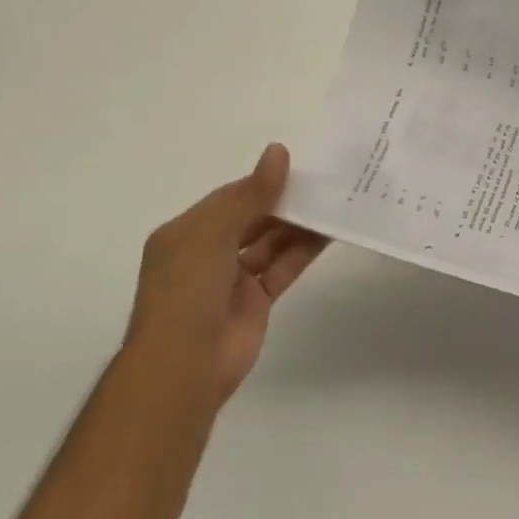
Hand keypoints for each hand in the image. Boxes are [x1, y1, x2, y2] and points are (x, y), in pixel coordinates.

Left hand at [125, 143, 328, 403]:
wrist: (184, 366)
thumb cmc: (187, 291)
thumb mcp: (213, 233)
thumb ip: (251, 195)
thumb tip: (278, 151)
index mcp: (186, 233)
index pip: (230, 198)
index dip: (262, 181)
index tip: (298, 164)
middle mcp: (209, 252)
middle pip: (253, 218)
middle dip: (284, 201)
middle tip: (324, 180)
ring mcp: (233, 278)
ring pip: (271, 242)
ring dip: (299, 224)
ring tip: (334, 200)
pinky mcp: (257, 300)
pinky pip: (283, 267)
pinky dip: (304, 250)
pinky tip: (330, 232)